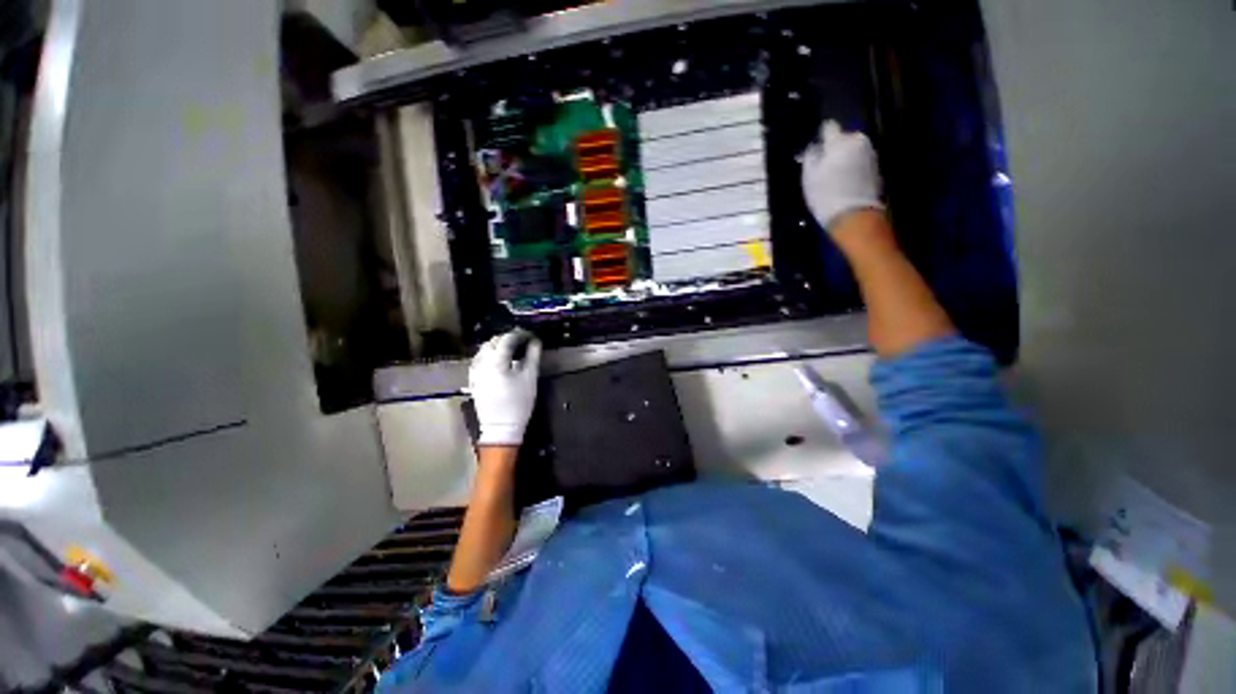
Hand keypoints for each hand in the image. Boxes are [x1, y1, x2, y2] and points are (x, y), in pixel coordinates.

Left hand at [468, 330, 542, 445]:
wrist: (501, 427)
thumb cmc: (519, 402)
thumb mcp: (530, 378)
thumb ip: (533, 356)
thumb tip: (535, 341)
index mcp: (496, 361)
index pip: (507, 339)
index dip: (519, 334)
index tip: (530, 335)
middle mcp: (481, 363)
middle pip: (492, 342)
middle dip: (507, 338)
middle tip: (522, 341)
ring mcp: (475, 372)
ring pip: (483, 350)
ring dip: (497, 346)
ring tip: (511, 349)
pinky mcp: (473, 380)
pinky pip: (479, 360)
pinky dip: (489, 355)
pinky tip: (498, 360)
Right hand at [800, 120, 883, 231]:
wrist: (853, 215)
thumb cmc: (826, 195)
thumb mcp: (809, 177)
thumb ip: (811, 157)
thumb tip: (814, 148)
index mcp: (840, 141)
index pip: (829, 127)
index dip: (822, 135)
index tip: (817, 147)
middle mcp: (858, 141)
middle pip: (844, 138)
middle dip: (836, 148)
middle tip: (825, 165)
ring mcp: (870, 153)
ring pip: (853, 150)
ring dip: (845, 158)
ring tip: (835, 175)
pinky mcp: (876, 167)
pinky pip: (860, 161)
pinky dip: (853, 167)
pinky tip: (846, 181)